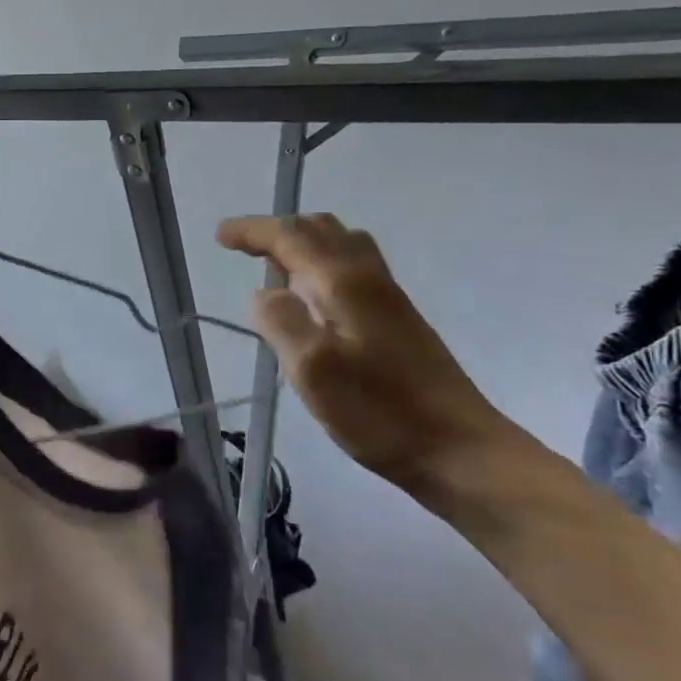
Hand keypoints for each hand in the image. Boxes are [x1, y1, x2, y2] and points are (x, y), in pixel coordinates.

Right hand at [218, 214, 526, 506]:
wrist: (460, 450)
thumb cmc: (381, 413)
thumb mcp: (314, 371)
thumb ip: (281, 323)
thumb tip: (262, 294)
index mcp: (345, 283)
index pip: (291, 237)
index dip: (253, 231)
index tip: (220, 235)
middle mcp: (369, 279)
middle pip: (322, 230)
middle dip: (279, 230)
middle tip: (244, 247)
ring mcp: (388, 299)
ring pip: (342, 247)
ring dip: (304, 243)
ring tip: (275, 265)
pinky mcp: (398, 322)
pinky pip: (353, 270)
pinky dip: (322, 265)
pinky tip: (314, 297)